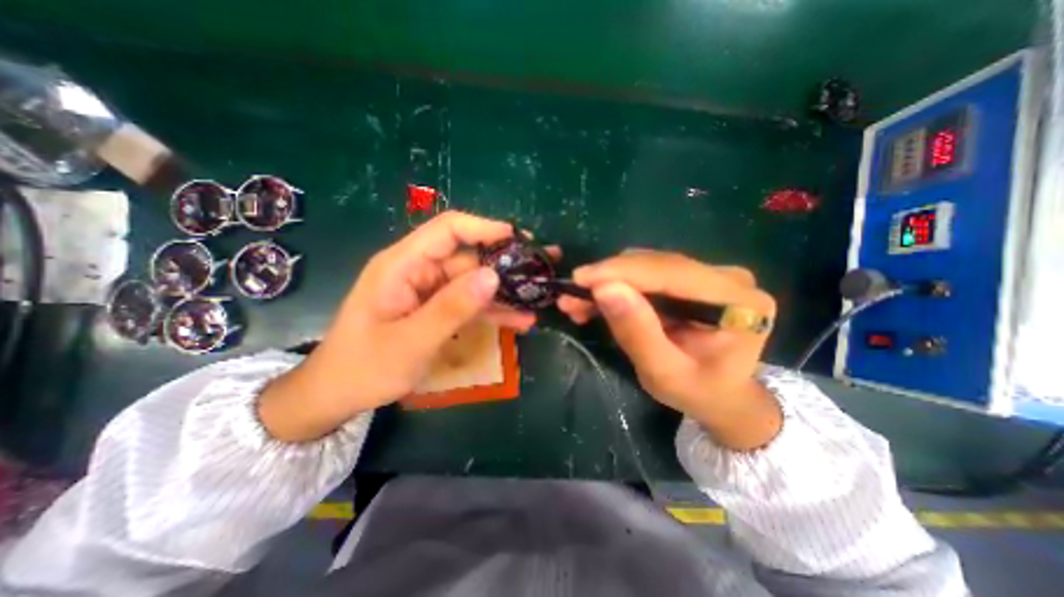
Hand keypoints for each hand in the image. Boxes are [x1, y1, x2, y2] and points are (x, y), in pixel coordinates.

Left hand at [258, 212, 539, 439]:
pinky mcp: (436, 309)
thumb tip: (492, 276)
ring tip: (538, 300)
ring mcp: (429, 291)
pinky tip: (519, 321)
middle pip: (468, 258)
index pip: (447, 230)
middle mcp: (418, 271)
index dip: (483, 228)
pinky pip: (469, 304)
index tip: (517, 238)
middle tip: (541, 273)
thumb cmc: (364, 368)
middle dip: (505, 266)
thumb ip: (451, 308)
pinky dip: (493, 311)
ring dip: (504, 294)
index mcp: (402, 265)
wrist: (338, 395)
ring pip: (474, 284)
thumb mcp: (410, 341)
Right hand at [557, 249, 778, 450]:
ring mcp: (711, 275)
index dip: (621, 271)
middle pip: (656, 265)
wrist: (722, 395)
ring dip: (609, 283)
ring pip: (647, 267)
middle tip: (571, 296)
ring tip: (578, 303)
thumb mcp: (664, 373)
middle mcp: (728, 278)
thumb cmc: (698, 393)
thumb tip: (604, 289)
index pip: (671, 272)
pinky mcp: (693, 279)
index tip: (579, 279)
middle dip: (608, 279)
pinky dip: (619, 287)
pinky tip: (597, 302)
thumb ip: (637, 332)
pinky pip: (649, 275)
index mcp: (736, 301)